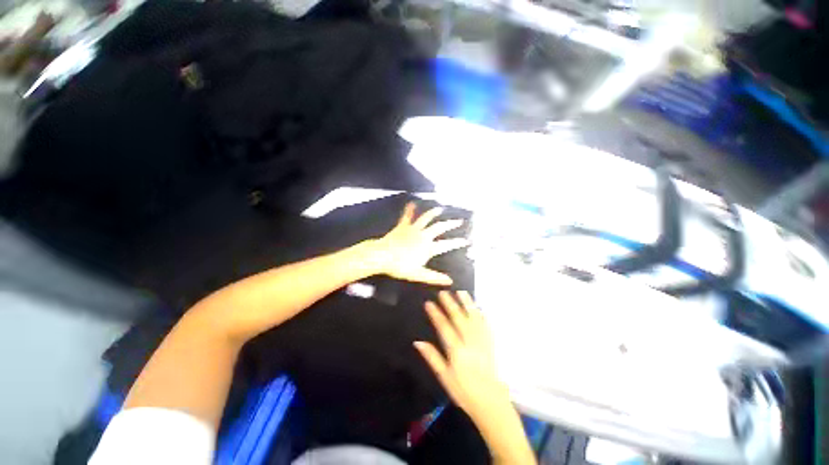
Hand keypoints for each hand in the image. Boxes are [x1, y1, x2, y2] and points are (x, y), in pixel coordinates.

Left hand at [371, 203, 468, 284]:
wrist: (382, 256)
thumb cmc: (400, 266)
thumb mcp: (418, 274)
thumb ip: (434, 277)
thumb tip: (449, 280)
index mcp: (428, 247)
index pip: (446, 245)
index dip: (457, 242)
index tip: (466, 240)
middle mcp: (423, 235)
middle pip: (439, 228)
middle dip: (450, 224)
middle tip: (458, 221)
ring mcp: (413, 229)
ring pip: (426, 218)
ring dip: (434, 213)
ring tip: (440, 209)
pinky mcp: (403, 226)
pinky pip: (407, 216)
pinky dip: (410, 209)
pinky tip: (412, 202)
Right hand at [414, 291, 509, 421]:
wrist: (490, 402)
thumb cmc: (463, 391)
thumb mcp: (444, 377)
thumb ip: (432, 357)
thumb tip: (417, 342)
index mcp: (457, 351)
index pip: (444, 327)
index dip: (436, 314)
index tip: (429, 303)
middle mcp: (470, 342)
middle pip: (459, 318)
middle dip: (450, 304)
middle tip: (443, 292)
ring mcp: (482, 341)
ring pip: (473, 318)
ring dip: (467, 304)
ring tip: (461, 292)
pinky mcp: (490, 343)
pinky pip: (485, 324)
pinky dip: (480, 314)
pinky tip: (477, 306)